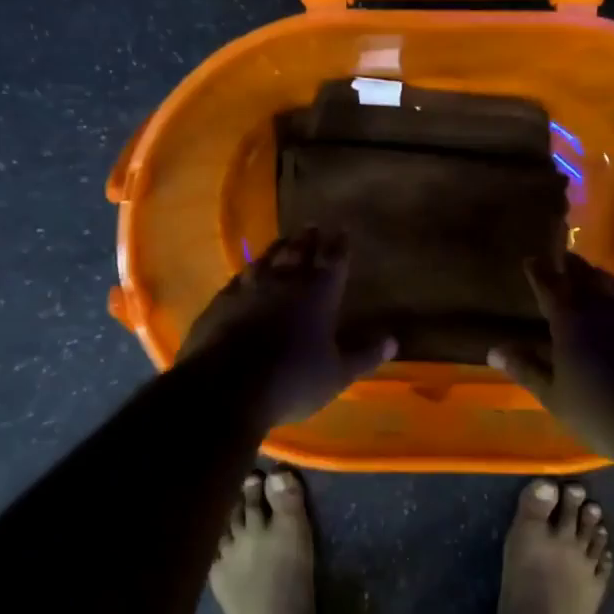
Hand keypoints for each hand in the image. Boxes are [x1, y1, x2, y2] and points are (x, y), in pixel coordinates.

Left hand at [180, 229, 396, 426]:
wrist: (225, 388)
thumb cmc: (292, 380)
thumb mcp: (337, 374)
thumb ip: (364, 354)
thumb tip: (392, 340)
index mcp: (318, 294)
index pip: (333, 260)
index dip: (339, 244)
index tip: (342, 228)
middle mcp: (284, 282)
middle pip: (298, 253)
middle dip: (308, 239)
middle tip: (312, 225)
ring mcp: (249, 289)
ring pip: (267, 259)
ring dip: (278, 248)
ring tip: (284, 239)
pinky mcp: (221, 302)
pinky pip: (239, 277)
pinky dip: (249, 270)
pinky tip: (247, 271)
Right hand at [488, 254, 613, 457]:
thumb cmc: (601, 412)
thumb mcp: (554, 395)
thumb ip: (526, 368)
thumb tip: (495, 349)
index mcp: (571, 317)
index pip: (549, 282)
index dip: (538, 270)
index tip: (530, 259)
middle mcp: (604, 305)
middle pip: (584, 274)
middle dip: (569, 266)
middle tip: (559, 261)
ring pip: (612, 285)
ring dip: (596, 277)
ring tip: (587, 278)